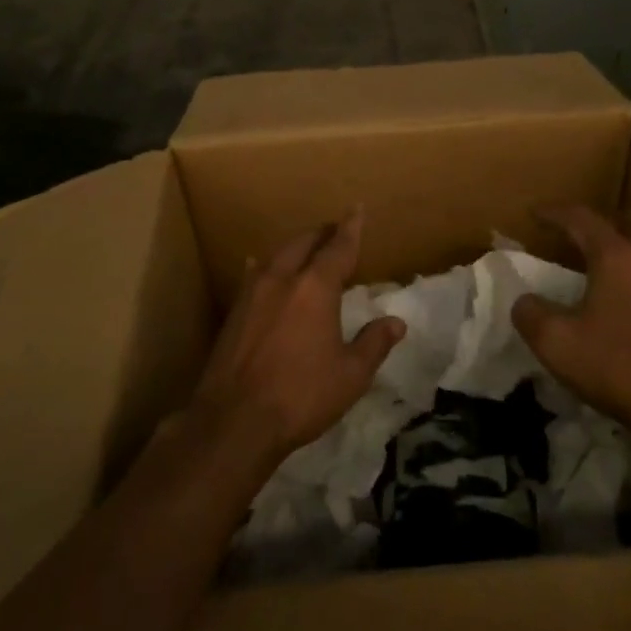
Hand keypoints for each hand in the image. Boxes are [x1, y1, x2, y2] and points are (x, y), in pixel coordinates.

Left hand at [190, 210, 403, 461]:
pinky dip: (267, 266)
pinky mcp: (234, 311)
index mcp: (315, 288)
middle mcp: (282, 279)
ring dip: (295, 247)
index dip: (350, 228)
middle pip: (304, 243)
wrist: (234, 420)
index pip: (338, 247)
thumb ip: (374, 343)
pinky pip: (254, 274)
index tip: (356, 209)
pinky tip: (261, 268)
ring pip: (277, 255)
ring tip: (306, 248)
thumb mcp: (350, 375)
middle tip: (335, 230)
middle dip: (322, 233)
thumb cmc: (301, 395)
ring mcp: (253, 293)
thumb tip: (396, 322)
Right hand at [511, 206, 630, 447]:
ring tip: (622, 261)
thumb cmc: (616, 367)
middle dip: (609, 221)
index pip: (582, 218)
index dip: (555, 212)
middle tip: (588, 238)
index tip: (535, 213)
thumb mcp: (555, 343)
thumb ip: (530, 314)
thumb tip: (525, 301)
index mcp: (616, 257)